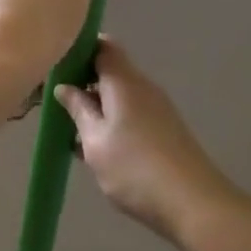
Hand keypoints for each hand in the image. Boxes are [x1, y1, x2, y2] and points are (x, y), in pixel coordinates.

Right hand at [55, 38, 236, 247]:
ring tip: (71, 132)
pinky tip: (96, 150)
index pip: (102, 46)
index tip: (56, 67)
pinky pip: (131, 114)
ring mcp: (157, 109)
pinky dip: (111, 123)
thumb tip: (64, 87)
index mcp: (124, 81)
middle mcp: (143, 87)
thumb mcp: (95, 140)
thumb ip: (78, 110)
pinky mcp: (164, 130)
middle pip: (110, 70)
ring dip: (96, 107)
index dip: (79, 50)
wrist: (193, 204)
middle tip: (56, 104)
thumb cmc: (134, 168)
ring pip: (119, 96)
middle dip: (83, 82)